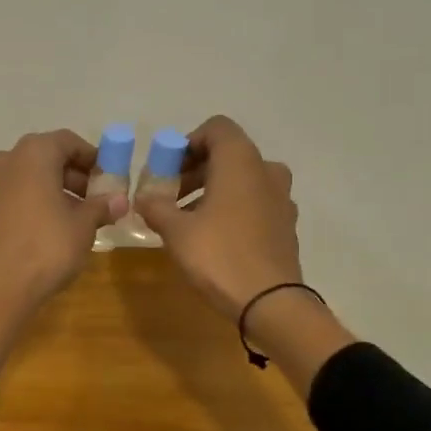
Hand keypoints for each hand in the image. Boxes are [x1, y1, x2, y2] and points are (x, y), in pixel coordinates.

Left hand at [0, 130, 127, 356]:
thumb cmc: (47, 247)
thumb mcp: (84, 226)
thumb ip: (101, 206)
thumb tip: (119, 200)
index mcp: (33, 154)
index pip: (67, 142)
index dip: (91, 158)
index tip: (107, 178)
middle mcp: (5, 161)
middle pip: (44, 158)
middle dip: (71, 176)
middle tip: (93, 200)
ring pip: (25, 179)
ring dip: (50, 191)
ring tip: (73, 217)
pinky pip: (10, 199)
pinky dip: (29, 205)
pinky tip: (45, 230)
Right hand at [134, 115, 303, 319]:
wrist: (270, 302)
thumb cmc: (219, 256)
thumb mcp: (176, 231)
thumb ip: (156, 207)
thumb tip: (144, 197)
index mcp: (241, 162)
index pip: (216, 128)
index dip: (187, 143)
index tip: (167, 170)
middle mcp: (266, 171)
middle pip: (228, 155)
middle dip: (195, 170)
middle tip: (170, 197)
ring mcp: (281, 199)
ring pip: (243, 181)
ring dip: (213, 191)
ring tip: (187, 220)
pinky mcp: (286, 225)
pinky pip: (255, 203)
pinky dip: (232, 209)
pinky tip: (214, 238)